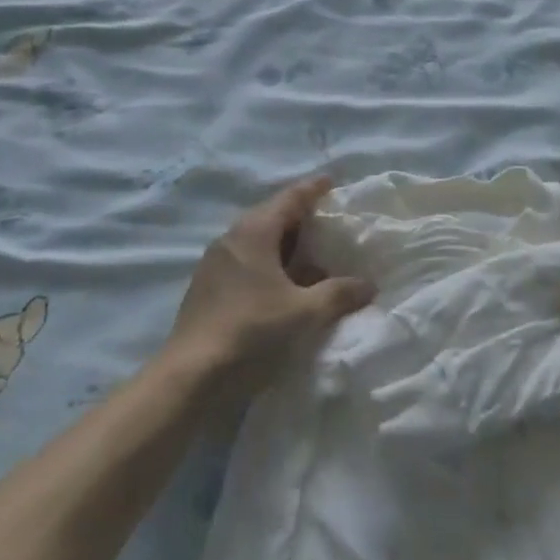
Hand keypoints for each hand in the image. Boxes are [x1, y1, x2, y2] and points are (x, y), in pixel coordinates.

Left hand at [167, 176, 374, 394]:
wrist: (191, 377)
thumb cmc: (251, 331)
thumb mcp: (304, 313)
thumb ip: (339, 294)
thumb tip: (368, 285)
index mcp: (254, 231)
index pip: (290, 198)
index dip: (313, 189)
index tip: (332, 182)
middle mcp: (232, 239)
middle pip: (273, 217)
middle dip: (302, 218)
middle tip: (332, 222)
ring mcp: (216, 264)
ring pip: (260, 242)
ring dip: (287, 247)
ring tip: (316, 257)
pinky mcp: (209, 288)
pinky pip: (248, 262)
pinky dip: (272, 265)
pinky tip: (288, 286)